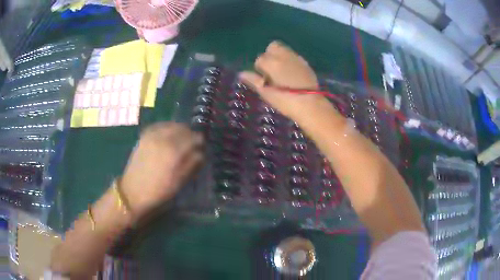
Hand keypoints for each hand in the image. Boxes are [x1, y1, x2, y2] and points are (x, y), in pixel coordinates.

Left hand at [121, 122, 203, 217]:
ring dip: (179, 130)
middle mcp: (164, 138)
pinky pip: (159, 126)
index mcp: (175, 151)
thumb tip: (200, 152)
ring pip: (171, 125)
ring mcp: (152, 135)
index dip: (200, 141)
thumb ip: (192, 163)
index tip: (201, 147)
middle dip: (190, 134)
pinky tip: (167, 136)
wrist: (134, 191)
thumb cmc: (159, 190)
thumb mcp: (180, 181)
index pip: (194, 137)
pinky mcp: (144, 136)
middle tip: (192, 143)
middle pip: (183, 128)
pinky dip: (166, 128)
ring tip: (180, 140)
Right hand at [239, 41, 327, 121]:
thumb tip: (241, 73)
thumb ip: (253, 80)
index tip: (265, 80)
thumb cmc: (285, 101)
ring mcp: (296, 58)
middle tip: (272, 71)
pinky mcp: (305, 63)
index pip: (260, 59)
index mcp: (271, 62)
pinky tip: (292, 74)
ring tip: (282, 72)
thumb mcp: (266, 93)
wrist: (310, 105)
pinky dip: (290, 61)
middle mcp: (283, 55)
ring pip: (284, 49)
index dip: (260, 69)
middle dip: (269, 55)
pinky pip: (294, 56)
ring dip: (280, 57)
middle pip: (272, 47)